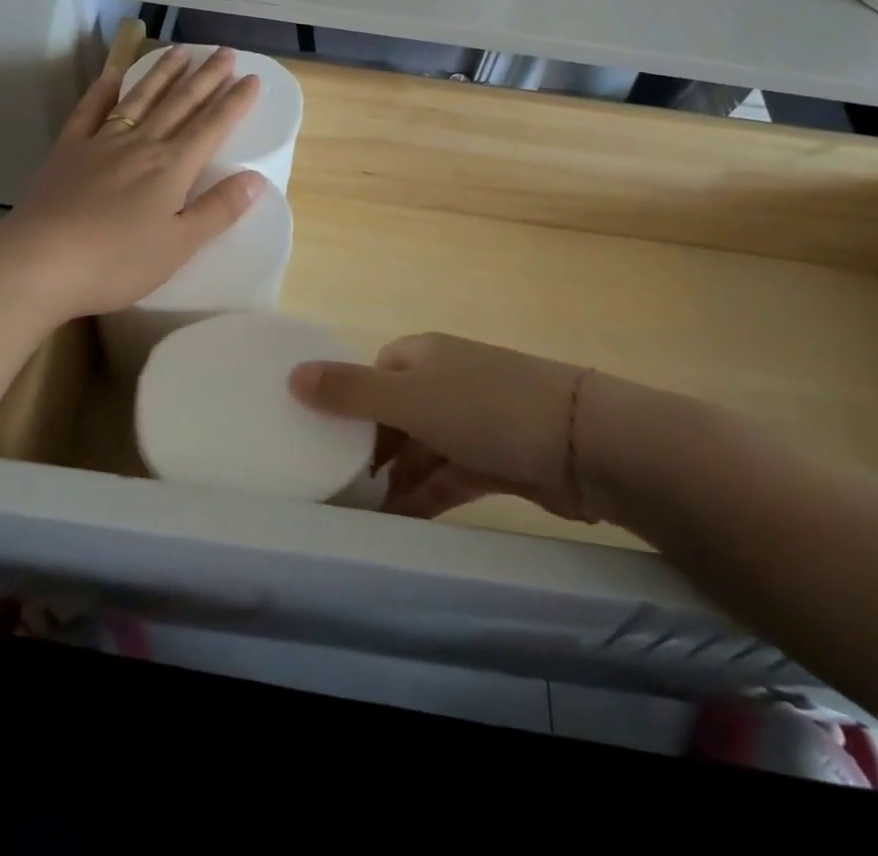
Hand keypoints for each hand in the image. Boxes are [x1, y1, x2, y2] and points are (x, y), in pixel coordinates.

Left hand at [0, 46, 264, 319]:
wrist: (40, 261)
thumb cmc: (117, 261)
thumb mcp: (179, 245)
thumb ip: (218, 210)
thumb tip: (257, 179)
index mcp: (172, 167)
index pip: (212, 127)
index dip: (235, 102)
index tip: (252, 78)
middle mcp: (141, 145)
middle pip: (180, 104)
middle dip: (206, 77)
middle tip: (224, 52)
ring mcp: (101, 143)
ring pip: (139, 99)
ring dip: (162, 73)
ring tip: (180, 50)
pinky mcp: (68, 152)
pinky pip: (89, 112)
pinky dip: (103, 92)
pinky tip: (113, 76)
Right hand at [290, 333, 615, 523]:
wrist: (584, 443)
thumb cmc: (487, 408)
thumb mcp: (411, 397)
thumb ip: (351, 390)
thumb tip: (292, 374)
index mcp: (424, 355)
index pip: (374, 373)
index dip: (349, 402)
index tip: (323, 440)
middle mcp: (446, 381)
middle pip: (395, 413)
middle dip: (369, 449)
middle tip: (335, 487)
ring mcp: (474, 421)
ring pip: (421, 449)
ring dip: (395, 479)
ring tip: (360, 516)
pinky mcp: (497, 458)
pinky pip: (448, 476)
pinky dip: (425, 495)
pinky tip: (400, 523)